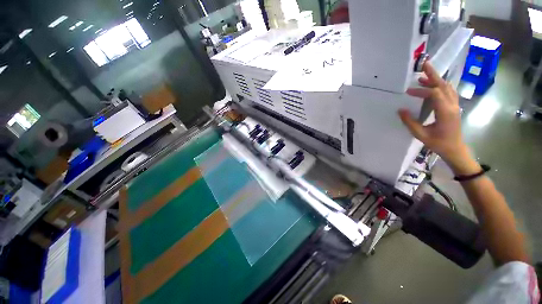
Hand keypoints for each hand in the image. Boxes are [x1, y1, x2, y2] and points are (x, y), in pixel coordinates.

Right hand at [398, 62, 476, 173]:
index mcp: (445, 112)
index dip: (421, 90)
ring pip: (447, 87)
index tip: (408, 91)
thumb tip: (400, 110)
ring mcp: (455, 105)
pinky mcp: (454, 107)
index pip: (434, 94)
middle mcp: (452, 105)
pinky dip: (441, 86)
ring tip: (424, 76)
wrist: (455, 149)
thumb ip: (410, 122)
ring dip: (437, 80)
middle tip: (424, 65)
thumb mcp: (421, 135)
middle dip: (433, 75)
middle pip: (444, 86)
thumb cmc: (438, 143)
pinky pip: (449, 92)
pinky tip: (433, 86)